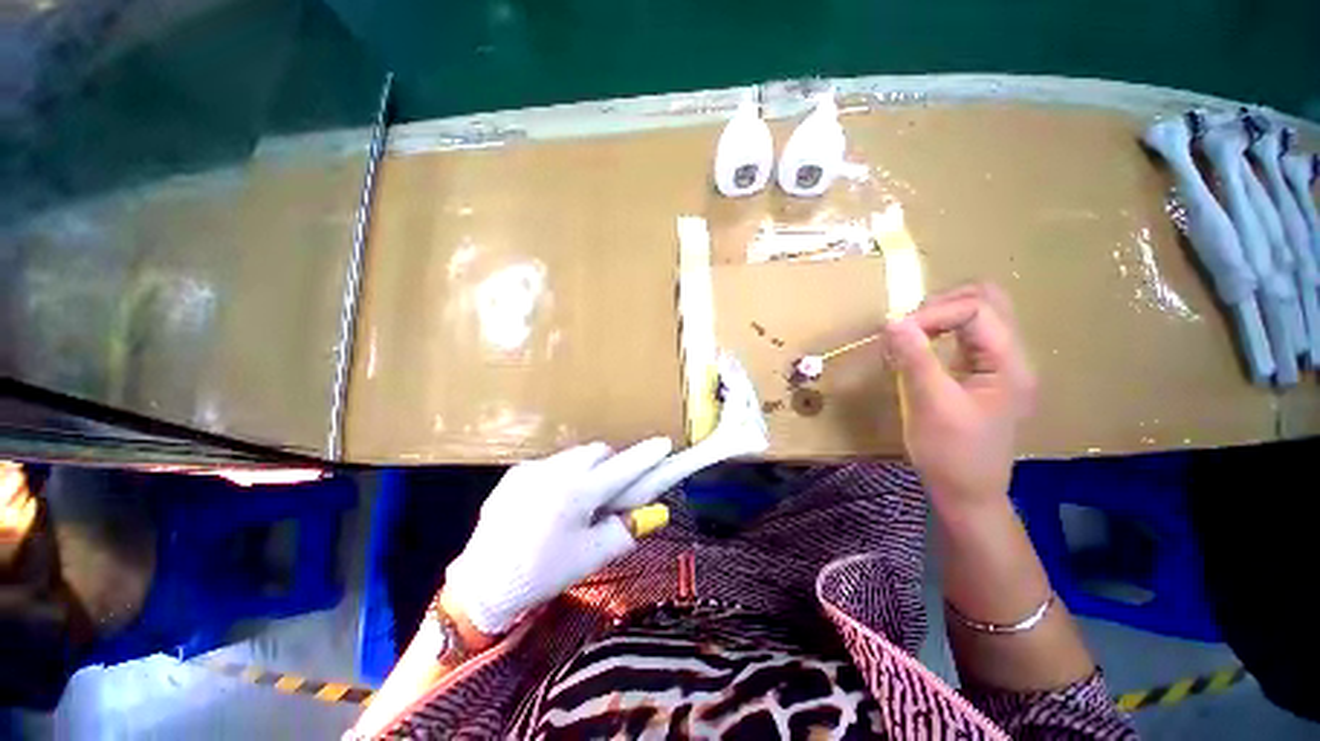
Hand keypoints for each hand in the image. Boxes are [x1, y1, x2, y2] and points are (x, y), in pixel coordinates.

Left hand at [443, 438, 672, 635]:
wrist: (482, 585)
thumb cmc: (543, 574)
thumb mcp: (591, 558)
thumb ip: (625, 531)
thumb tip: (653, 513)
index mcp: (578, 494)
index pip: (623, 467)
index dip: (647, 456)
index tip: (664, 443)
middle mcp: (555, 472)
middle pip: (599, 452)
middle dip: (612, 464)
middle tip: (611, 491)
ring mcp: (533, 469)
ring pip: (576, 454)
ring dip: (587, 467)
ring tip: (579, 499)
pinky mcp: (516, 473)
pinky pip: (552, 462)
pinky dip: (563, 474)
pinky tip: (551, 503)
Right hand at [883, 283, 1036, 511]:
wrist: (966, 492)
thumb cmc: (951, 454)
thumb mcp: (930, 405)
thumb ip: (914, 359)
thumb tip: (892, 320)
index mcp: (1009, 365)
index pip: (977, 310)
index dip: (934, 313)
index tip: (896, 331)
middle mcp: (1011, 357)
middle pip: (987, 301)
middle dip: (942, 304)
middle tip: (906, 325)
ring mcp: (998, 364)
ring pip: (977, 315)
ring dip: (940, 315)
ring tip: (908, 334)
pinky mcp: (982, 373)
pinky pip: (965, 335)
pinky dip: (940, 330)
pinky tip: (918, 346)